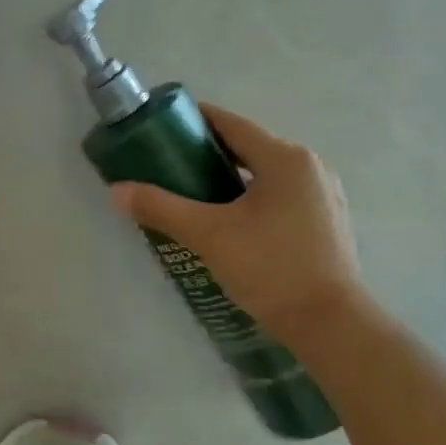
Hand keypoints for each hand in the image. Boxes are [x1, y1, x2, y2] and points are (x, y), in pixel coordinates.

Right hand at [110, 105, 362, 340]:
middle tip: (167, 167)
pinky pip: (278, 198)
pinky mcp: (325, 223)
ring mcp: (322, 196)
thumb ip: (161, 208)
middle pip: (248, 148)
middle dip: (207, 154)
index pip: (232, 124)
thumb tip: (116, 191)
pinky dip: (249, 200)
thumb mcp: (207, 235)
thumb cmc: (270, 267)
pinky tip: (227, 223)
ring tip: (191, 197)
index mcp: (285, 158)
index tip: (162, 127)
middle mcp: (309, 168)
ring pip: (263, 175)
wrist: (329, 324)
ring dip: (228, 180)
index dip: (195, 120)